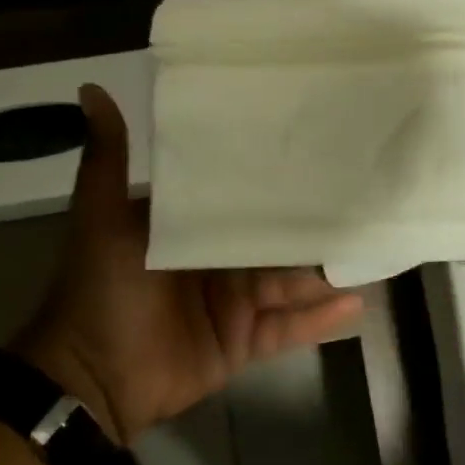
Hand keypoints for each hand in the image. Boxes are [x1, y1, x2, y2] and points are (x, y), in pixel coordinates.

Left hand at [10, 84, 364, 443]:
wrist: (92, 376)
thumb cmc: (102, 288)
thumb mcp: (102, 216)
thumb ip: (108, 159)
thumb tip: (91, 88)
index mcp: (194, 229)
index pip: (243, 199)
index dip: (276, 181)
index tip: (318, 153)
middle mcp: (219, 262)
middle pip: (276, 242)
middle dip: (313, 226)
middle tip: (364, 199)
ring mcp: (236, 304)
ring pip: (290, 282)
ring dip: (326, 271)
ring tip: (372, 246)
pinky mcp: (245, 343)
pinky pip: (289, 329)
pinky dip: (320, 319)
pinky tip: (357, 303)